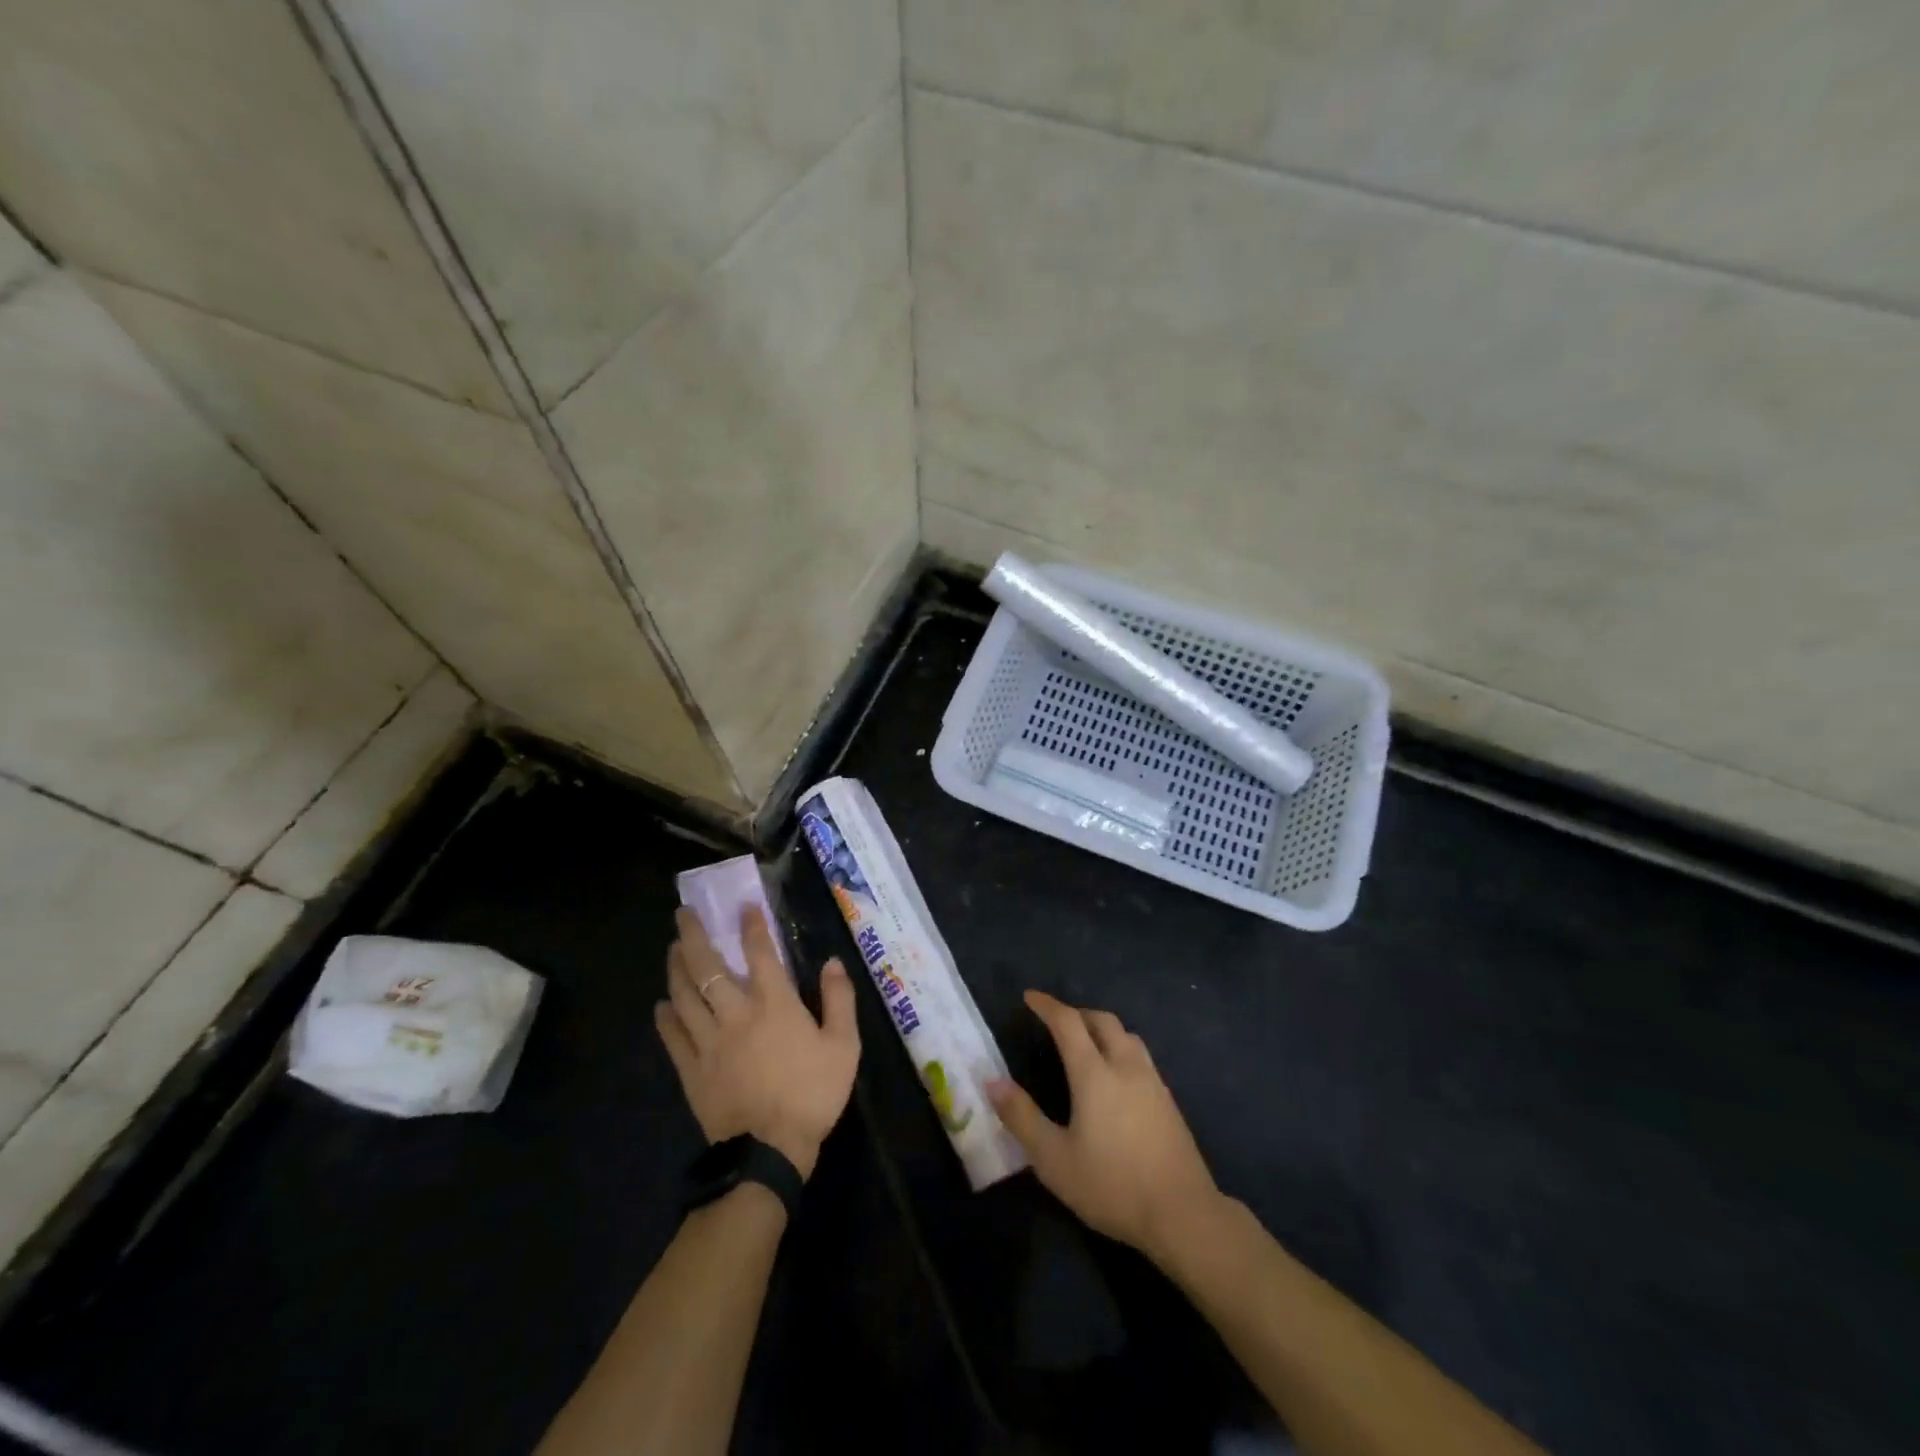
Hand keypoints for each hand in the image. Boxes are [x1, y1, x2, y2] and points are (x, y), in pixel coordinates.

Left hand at [656, 906, 859, 1180]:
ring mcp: (709, 1042)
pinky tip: (661, 1005)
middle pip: (708, 967)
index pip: (759, 953)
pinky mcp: (692, 1070)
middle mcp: (736, 1013)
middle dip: (694, 936)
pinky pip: (673, 1037)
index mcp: (774, 1004)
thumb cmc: (812, 1094)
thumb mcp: (844, 1046)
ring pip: (684, 995)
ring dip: (676, 968)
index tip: (744, 905)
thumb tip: (832, 963)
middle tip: (683, 913)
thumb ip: (839, 1000)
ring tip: (672, 949)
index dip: (750, 926)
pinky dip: (665, 1017)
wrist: (770, 1152)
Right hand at [988, 990, 1220, 1263]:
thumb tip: (992, 1081)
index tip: (1029, 997)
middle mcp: (1125, 1066)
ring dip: (1102, 1028)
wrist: (1183, 1214)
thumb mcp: (1054, 1159)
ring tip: (1086, 1041)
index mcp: (1095, 1073)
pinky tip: (1116, 1075)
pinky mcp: (1169, 1101)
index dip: (1047, 1006)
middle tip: (1056, 1020)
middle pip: (1102, 1020)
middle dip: (1077, 1012)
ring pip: (1126, 1035)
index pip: (1068, 1022)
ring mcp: (1152, 1081)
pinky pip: (1140, 1056)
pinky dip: (1121, 1048)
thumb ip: (1022, 1117)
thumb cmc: (1112, 1185)